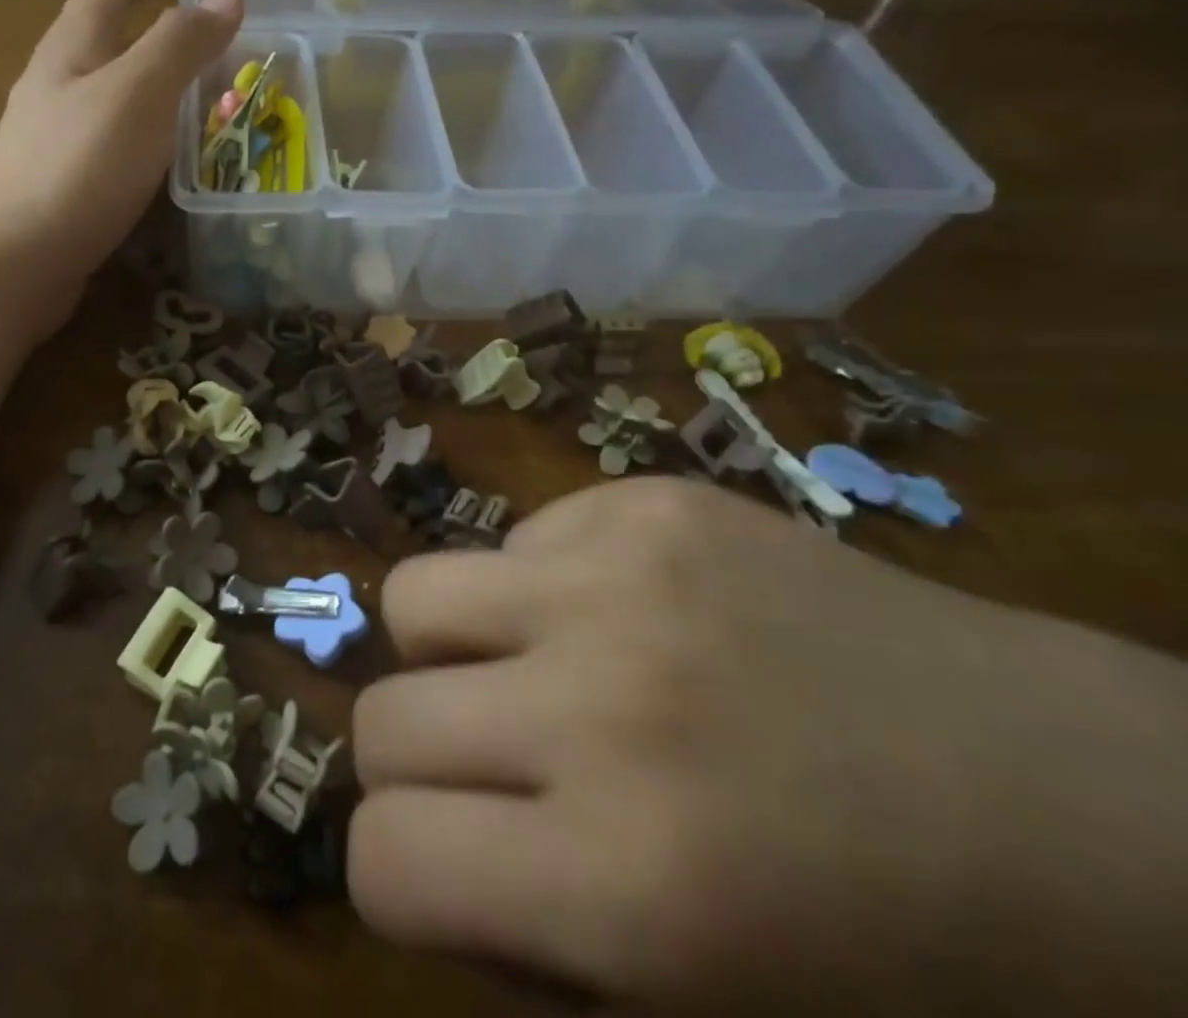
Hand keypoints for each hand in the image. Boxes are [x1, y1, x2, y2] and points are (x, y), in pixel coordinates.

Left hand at [0, 0, 239, 336]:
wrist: (10, 262)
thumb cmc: (77, 168)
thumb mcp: (138, 94)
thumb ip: (181, 45)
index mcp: (71, 49)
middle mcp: (56, 86)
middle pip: (107, 37)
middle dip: (158, 27)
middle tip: (211, 42)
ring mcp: (54, 139)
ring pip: (112, 94)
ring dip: (156, 86)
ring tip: (203, 102)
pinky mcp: (62, 185)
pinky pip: (113, 142)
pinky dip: (148, 136)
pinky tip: (168, 163)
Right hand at [350, 477, 1187, 1015]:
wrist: (1088, 804)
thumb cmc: (908, 966)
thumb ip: (525, 946)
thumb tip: (414, 847)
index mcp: (627, 885)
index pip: (383, 858)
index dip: (397, 872)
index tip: (447, 864)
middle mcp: (603, 707)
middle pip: (381, 717)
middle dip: (416, 763)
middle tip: (491, 770)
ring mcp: (624, 578)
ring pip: (415, 595)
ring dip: (450, 650)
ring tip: (529, 669)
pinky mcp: (651, 503)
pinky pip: (519, 541)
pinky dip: (542, 589)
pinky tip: (630, 617)